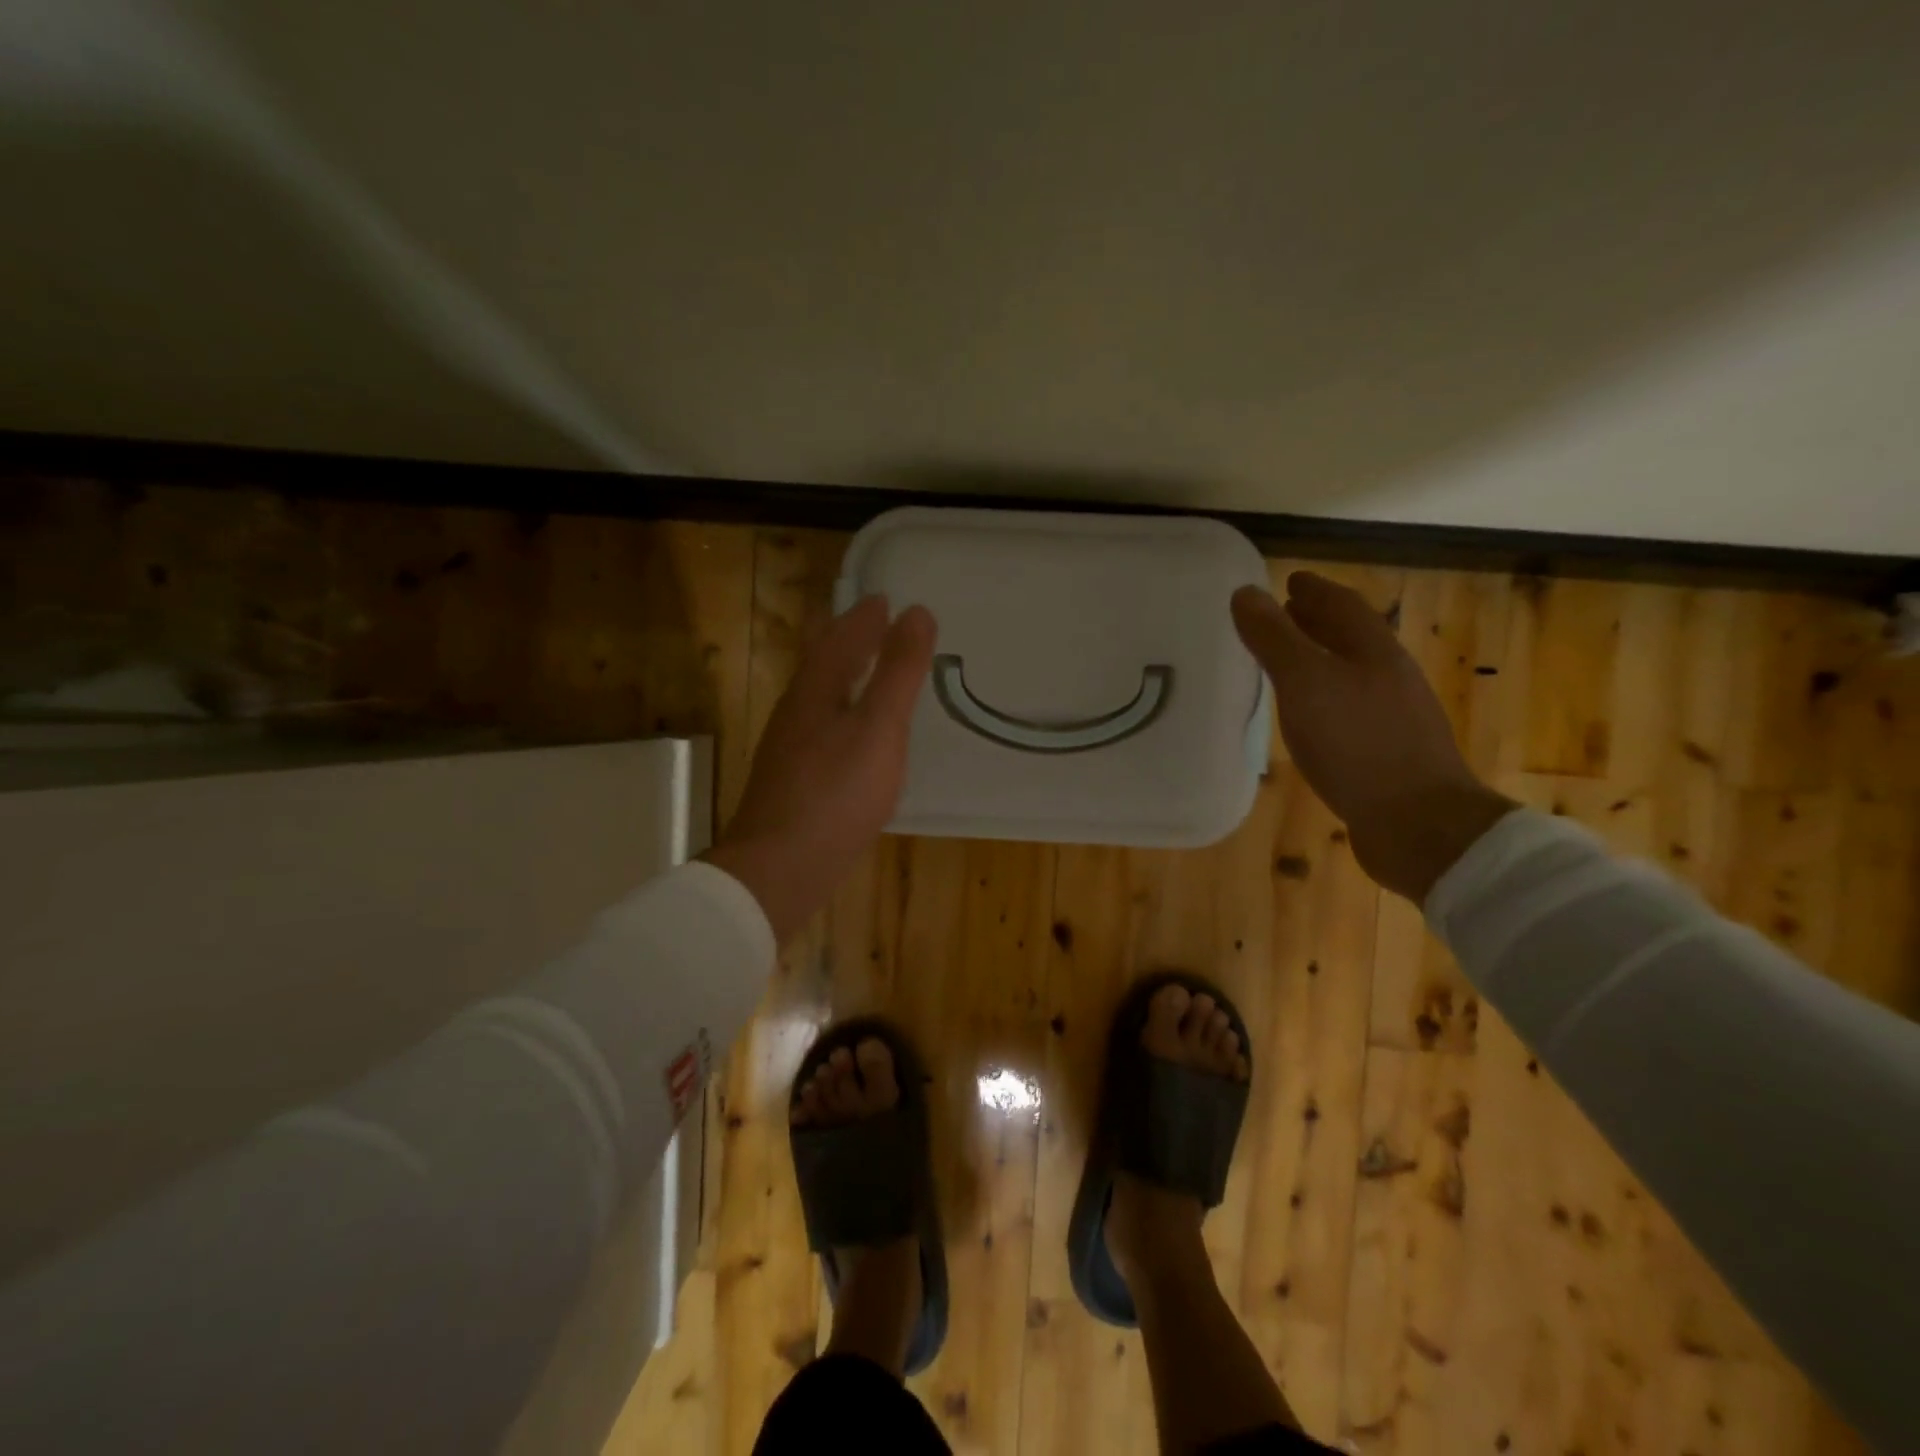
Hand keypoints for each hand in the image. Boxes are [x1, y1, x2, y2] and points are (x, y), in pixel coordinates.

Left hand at [704, 595, 935, 939]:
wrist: (782, 867)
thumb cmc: (837, 792)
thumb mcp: (879, 727)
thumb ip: (898, 671)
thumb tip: (917, 612)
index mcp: (815, 691)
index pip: (839, 638)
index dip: (863, 617)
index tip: (885, 599)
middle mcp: (796, 712)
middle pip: (822, 664)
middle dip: (848, 640)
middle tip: (875, 625)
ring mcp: (791, 749)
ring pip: (820, 698)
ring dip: (844, 676)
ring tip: (869, 672)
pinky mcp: (794, 781)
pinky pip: (822, 729)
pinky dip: (843, 713)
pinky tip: (854, 737)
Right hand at [1231, 572, 1513, 901]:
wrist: (1418, 824)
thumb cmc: (1358, 743)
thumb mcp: (1305, 683)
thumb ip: (1274, 638)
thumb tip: (1246, 592)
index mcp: (1374, 652)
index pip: (1342, 606)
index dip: (1314, 590)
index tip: (1290, 580)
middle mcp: (1388, 677)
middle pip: (1351, 637)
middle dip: (1318, 622)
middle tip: (1285, 614)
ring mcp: (1392, 717)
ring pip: (1351, 674)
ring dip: (1321, 660)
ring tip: (1288, 662)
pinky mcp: (1386, 754)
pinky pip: (1349, 709)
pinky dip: (1324, 699)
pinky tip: (1308, 717)